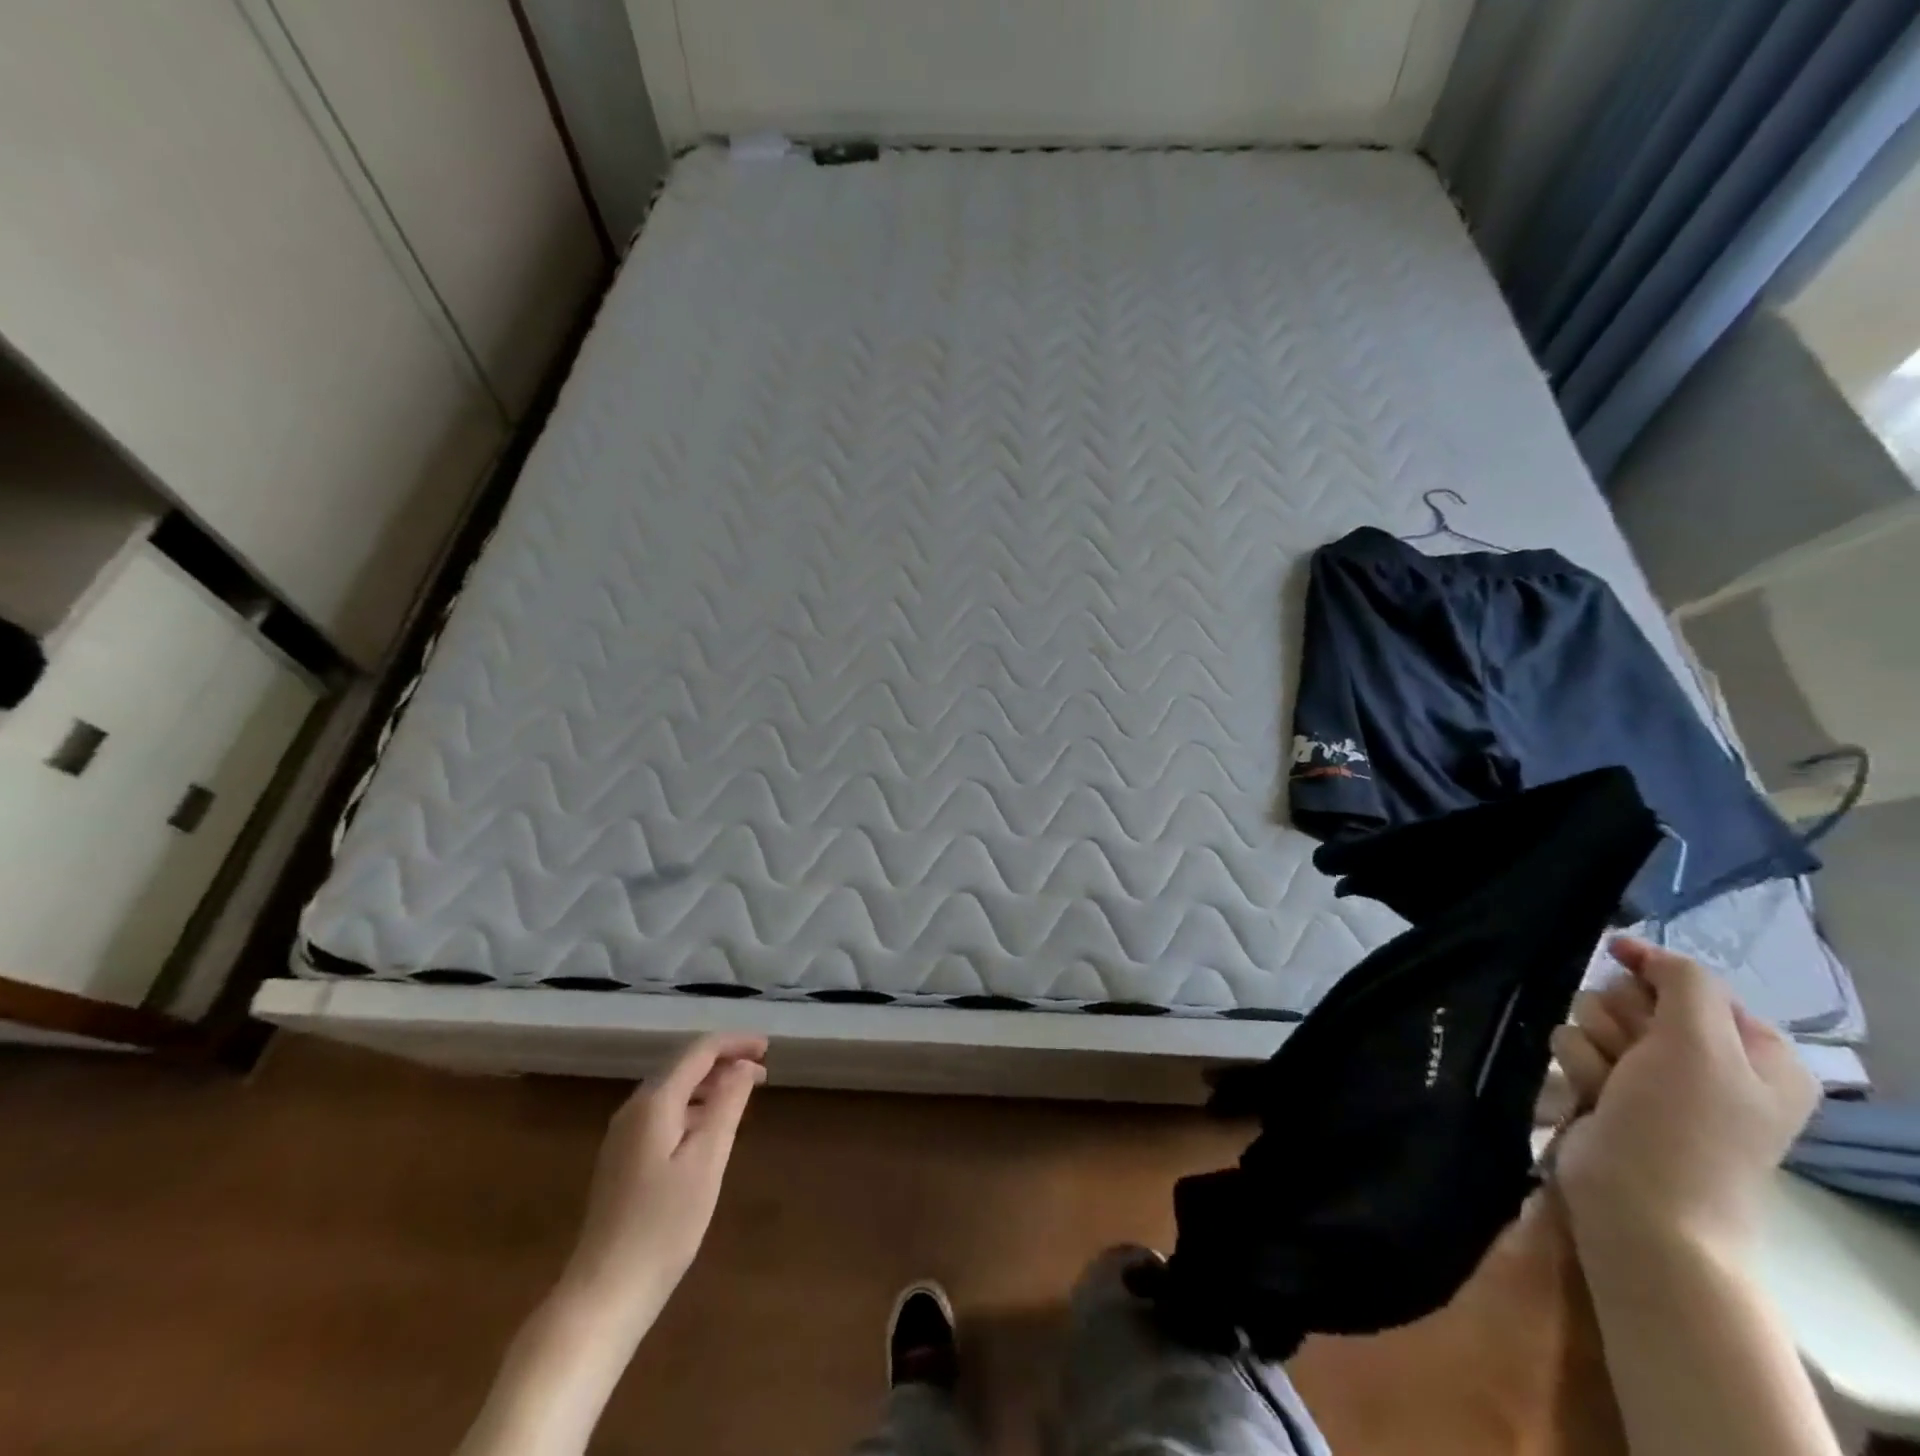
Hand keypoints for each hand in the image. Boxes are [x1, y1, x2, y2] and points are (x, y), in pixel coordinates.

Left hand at [561, 1033, 767, 1330]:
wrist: (603, 1294)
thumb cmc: (663, 1226)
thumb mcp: (707, 1161)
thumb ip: (727, 1105)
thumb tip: (744, 1065)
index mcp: (654, 1103)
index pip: (699, 1051)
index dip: (735, 1043)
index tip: (768, 1049)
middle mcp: (634, 1109)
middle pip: (683, 1066)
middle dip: (724, 1061)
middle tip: (763, 1071)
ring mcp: (623, 1136)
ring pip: (673, 1090)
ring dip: (710, 1084)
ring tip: (744, 1095)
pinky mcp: (622, 1160)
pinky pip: (664, 1114)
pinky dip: (694, 1107)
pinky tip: (711, 1128)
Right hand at [1549, 938, 1817, 1249]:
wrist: (1641, 1207)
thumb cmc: (1683, 1127)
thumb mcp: (1702, 1045)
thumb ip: (1682, 982)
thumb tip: (1638, 950)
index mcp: (1754, 1052)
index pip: (1689, 981)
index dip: (1653, 976)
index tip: (1623, 973)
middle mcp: (1705, 1061)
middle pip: (1631, 996)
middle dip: (1618, 1020)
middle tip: (1632, 1057)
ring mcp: (1652, 1078)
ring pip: (1591, 1019)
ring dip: (1593, 1048)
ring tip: (1609, 1087)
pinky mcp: (1607, 1091)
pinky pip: (1572, 1049)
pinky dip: (1578, 1070)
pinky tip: (1590, 1099)